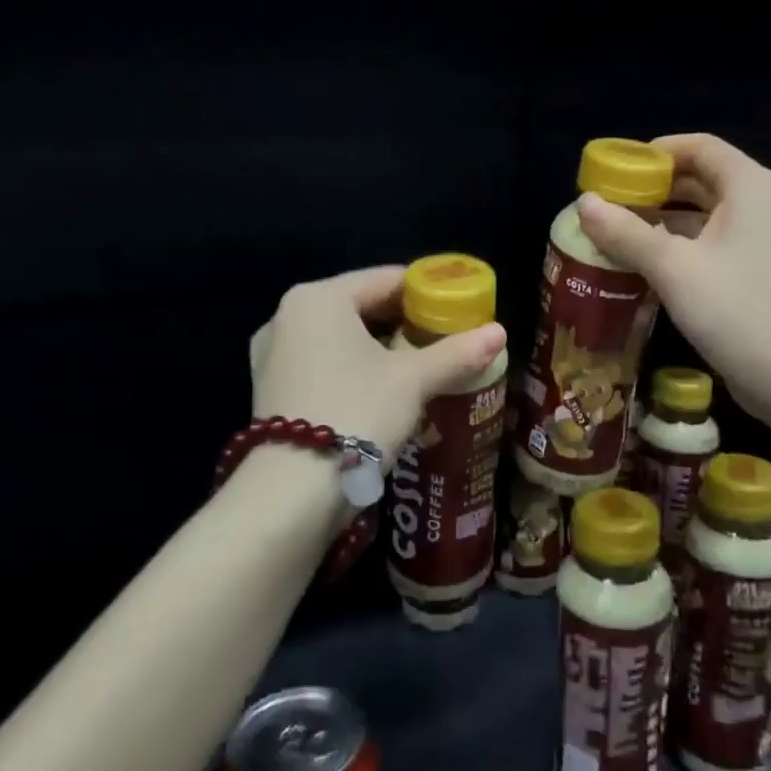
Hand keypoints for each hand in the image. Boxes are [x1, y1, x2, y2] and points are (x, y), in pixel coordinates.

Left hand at [249, 266, 507, 466]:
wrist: (292, 491)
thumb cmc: (356, 413)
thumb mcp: (412, 381)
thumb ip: (456, 352)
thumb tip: (500, 333)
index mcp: (319, 298)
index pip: (386, 279)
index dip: (428, 292)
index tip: (459, 310)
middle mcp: (287, 315)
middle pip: (361, 305)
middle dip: (403, 322)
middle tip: (444, 340)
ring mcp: (272, 352)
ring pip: (340, 336)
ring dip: (378, 346)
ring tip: (419, 365)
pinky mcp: (270, 386)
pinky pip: (322, 361)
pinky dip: (352, 366)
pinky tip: (380, 389)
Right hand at [576, 134, 770, 423]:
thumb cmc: (739, 312)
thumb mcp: (674, 269)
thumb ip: (626, 233)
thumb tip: (583, 203)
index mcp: (751, 187)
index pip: (699, 146)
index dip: (655, 151)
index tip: (616, 169)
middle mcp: (765, 205)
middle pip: (703, 179)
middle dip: (655, 189)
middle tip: (610, 204)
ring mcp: (769, 242)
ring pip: (709, 216)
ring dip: (665, 220)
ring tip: (619, 234)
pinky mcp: (765, 274)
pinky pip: (717, 245)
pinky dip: (683, 246)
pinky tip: (650, 267)